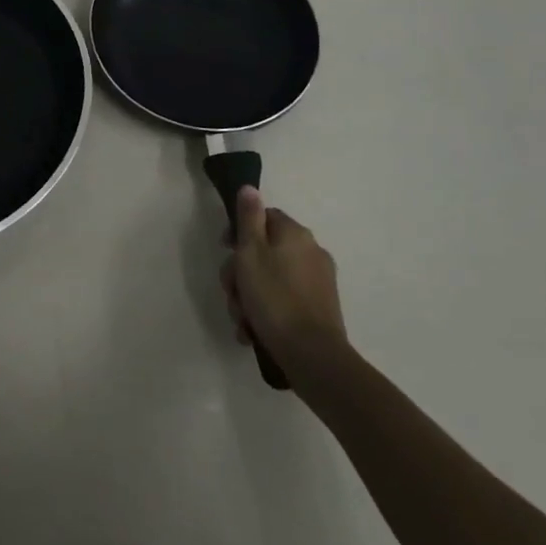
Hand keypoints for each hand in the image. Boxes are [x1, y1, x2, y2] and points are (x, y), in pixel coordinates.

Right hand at [221, 186, 348, 381]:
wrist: (313, 357)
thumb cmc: (274, 298)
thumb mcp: (251, 253)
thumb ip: (249, 218)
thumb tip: (250, 187)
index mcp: (295, 234)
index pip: (263, 217)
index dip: (239, 232)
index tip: (225, 251)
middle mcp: (311, 252)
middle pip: (264, 251)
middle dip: (241, 273)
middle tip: (231, 293)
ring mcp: (318, 282)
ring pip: (271, 279)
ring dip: (250, 297)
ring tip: (241, 320)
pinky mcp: (319, 309)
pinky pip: (284, 301)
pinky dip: (267, 312)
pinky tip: (253, 332)